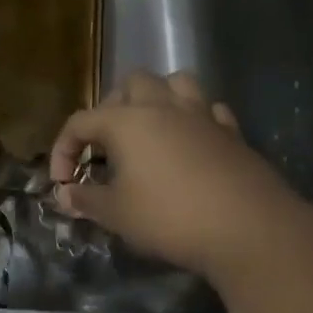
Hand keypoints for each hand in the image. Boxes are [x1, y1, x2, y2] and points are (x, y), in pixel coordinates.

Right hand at [47, 71, 307, 281]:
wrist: (249, 229)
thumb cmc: (171, 218)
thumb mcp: (117, 215)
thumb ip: (86, 200)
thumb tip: (64, 195)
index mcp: (127, 121)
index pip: (81, 122)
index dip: (63, 149)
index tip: (63, 183)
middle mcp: (163, 107)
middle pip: (131, 84)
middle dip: (112, 108)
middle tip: (106, 145)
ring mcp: (202, 116)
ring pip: (176, 83)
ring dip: (157, 98)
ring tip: (149, 128)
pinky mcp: (232, 132)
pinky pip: (209, 109)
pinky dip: (195, 118)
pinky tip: (191, 140)